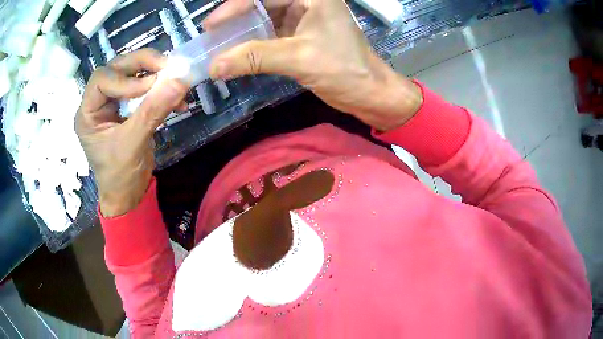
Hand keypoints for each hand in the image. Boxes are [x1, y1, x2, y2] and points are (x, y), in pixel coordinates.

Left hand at [75, 49, 187, 216]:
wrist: (129, 195)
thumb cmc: (120, 176)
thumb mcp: (133, 145)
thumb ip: (153, 111)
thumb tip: (180, 81)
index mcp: (88, 113)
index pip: (101, 80)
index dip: (123, 78)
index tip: (148, 86)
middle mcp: (98, 103)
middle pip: (117, 69)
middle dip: (141, 65)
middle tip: (166, 66)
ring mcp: (114, 103)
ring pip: (132, 74)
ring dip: (154, 74)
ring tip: (174, 79)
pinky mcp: (128, 107)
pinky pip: (144, 89)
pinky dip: (161, 91)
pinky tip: (177, 100)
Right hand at [205, 0, 422, 131]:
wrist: (369, 93)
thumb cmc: (344, 70)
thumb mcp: (298, 58)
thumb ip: (255, 58)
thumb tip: (214, 66)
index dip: (236, 6)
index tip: (212, 24)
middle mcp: (307, 2)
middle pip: (263, 4)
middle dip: (237, 18)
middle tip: (212, 34)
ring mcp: (303, 19)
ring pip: (265, 19)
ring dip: (243, 31)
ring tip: (219, 43)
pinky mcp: (301, 35)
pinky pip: (270, 34)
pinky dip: (254, 43)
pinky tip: (238, 52)